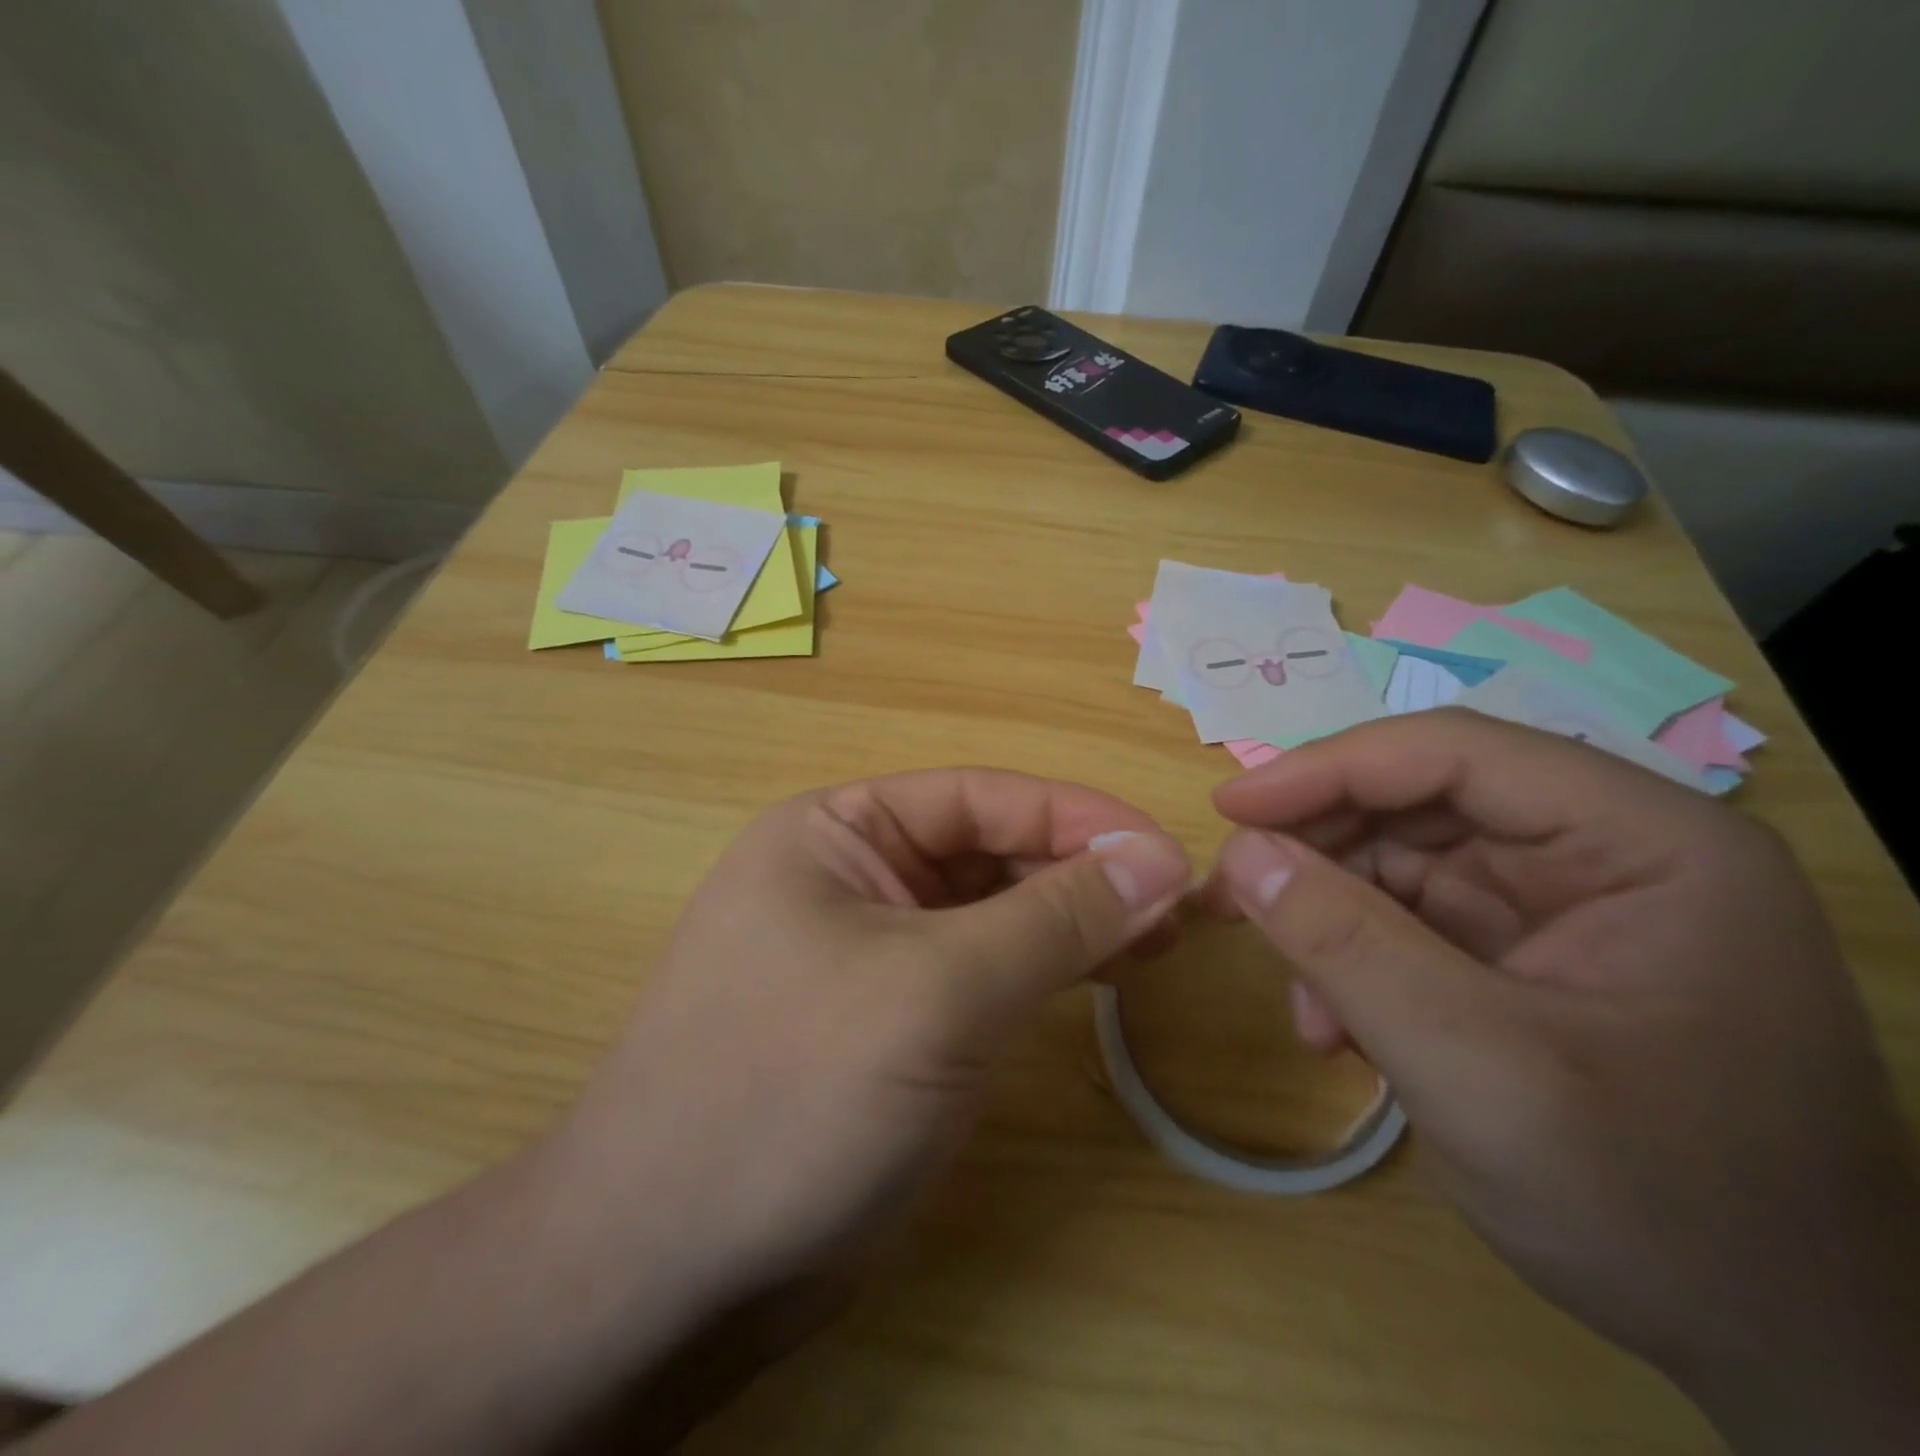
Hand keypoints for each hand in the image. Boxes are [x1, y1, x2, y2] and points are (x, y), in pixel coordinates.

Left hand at [546, 768, 1189, 1315]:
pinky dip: (1044, 964)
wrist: (665, 1270)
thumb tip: (1160, 857)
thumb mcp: (935, 991)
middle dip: (1083, 870)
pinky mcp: (890, 1017)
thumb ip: (1053, 918)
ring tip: (1160, 935)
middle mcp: (852, 874)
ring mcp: (871, 948)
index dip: (1080, 817)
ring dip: (1073, 916)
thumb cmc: (791, 1094)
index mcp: (837, 831)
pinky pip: (982, 967)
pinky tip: (1103, 971)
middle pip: (990, 849)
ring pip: (992, 909)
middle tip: (1180, 904)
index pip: (980, 797)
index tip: (1171, 853)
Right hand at [1205, 710, 1919, 1455]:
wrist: (1785, 1354)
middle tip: (1229, 897)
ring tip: (1299, 998)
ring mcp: (1568, 905)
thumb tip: (1238, 854)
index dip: (1327, 769)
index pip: (1455, 755)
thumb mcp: (1480, 1071)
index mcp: (1647, 842)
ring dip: (1331, 920)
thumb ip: (1348, 947)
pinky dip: (1358, 963)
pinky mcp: (1531, 955)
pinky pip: (1413, 923)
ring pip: (1403, 864)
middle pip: (1421, 804)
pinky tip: (1338, 1030)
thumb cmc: (1661, 1208)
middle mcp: (1608, 852)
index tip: (1228, 811)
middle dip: (1319, 852)